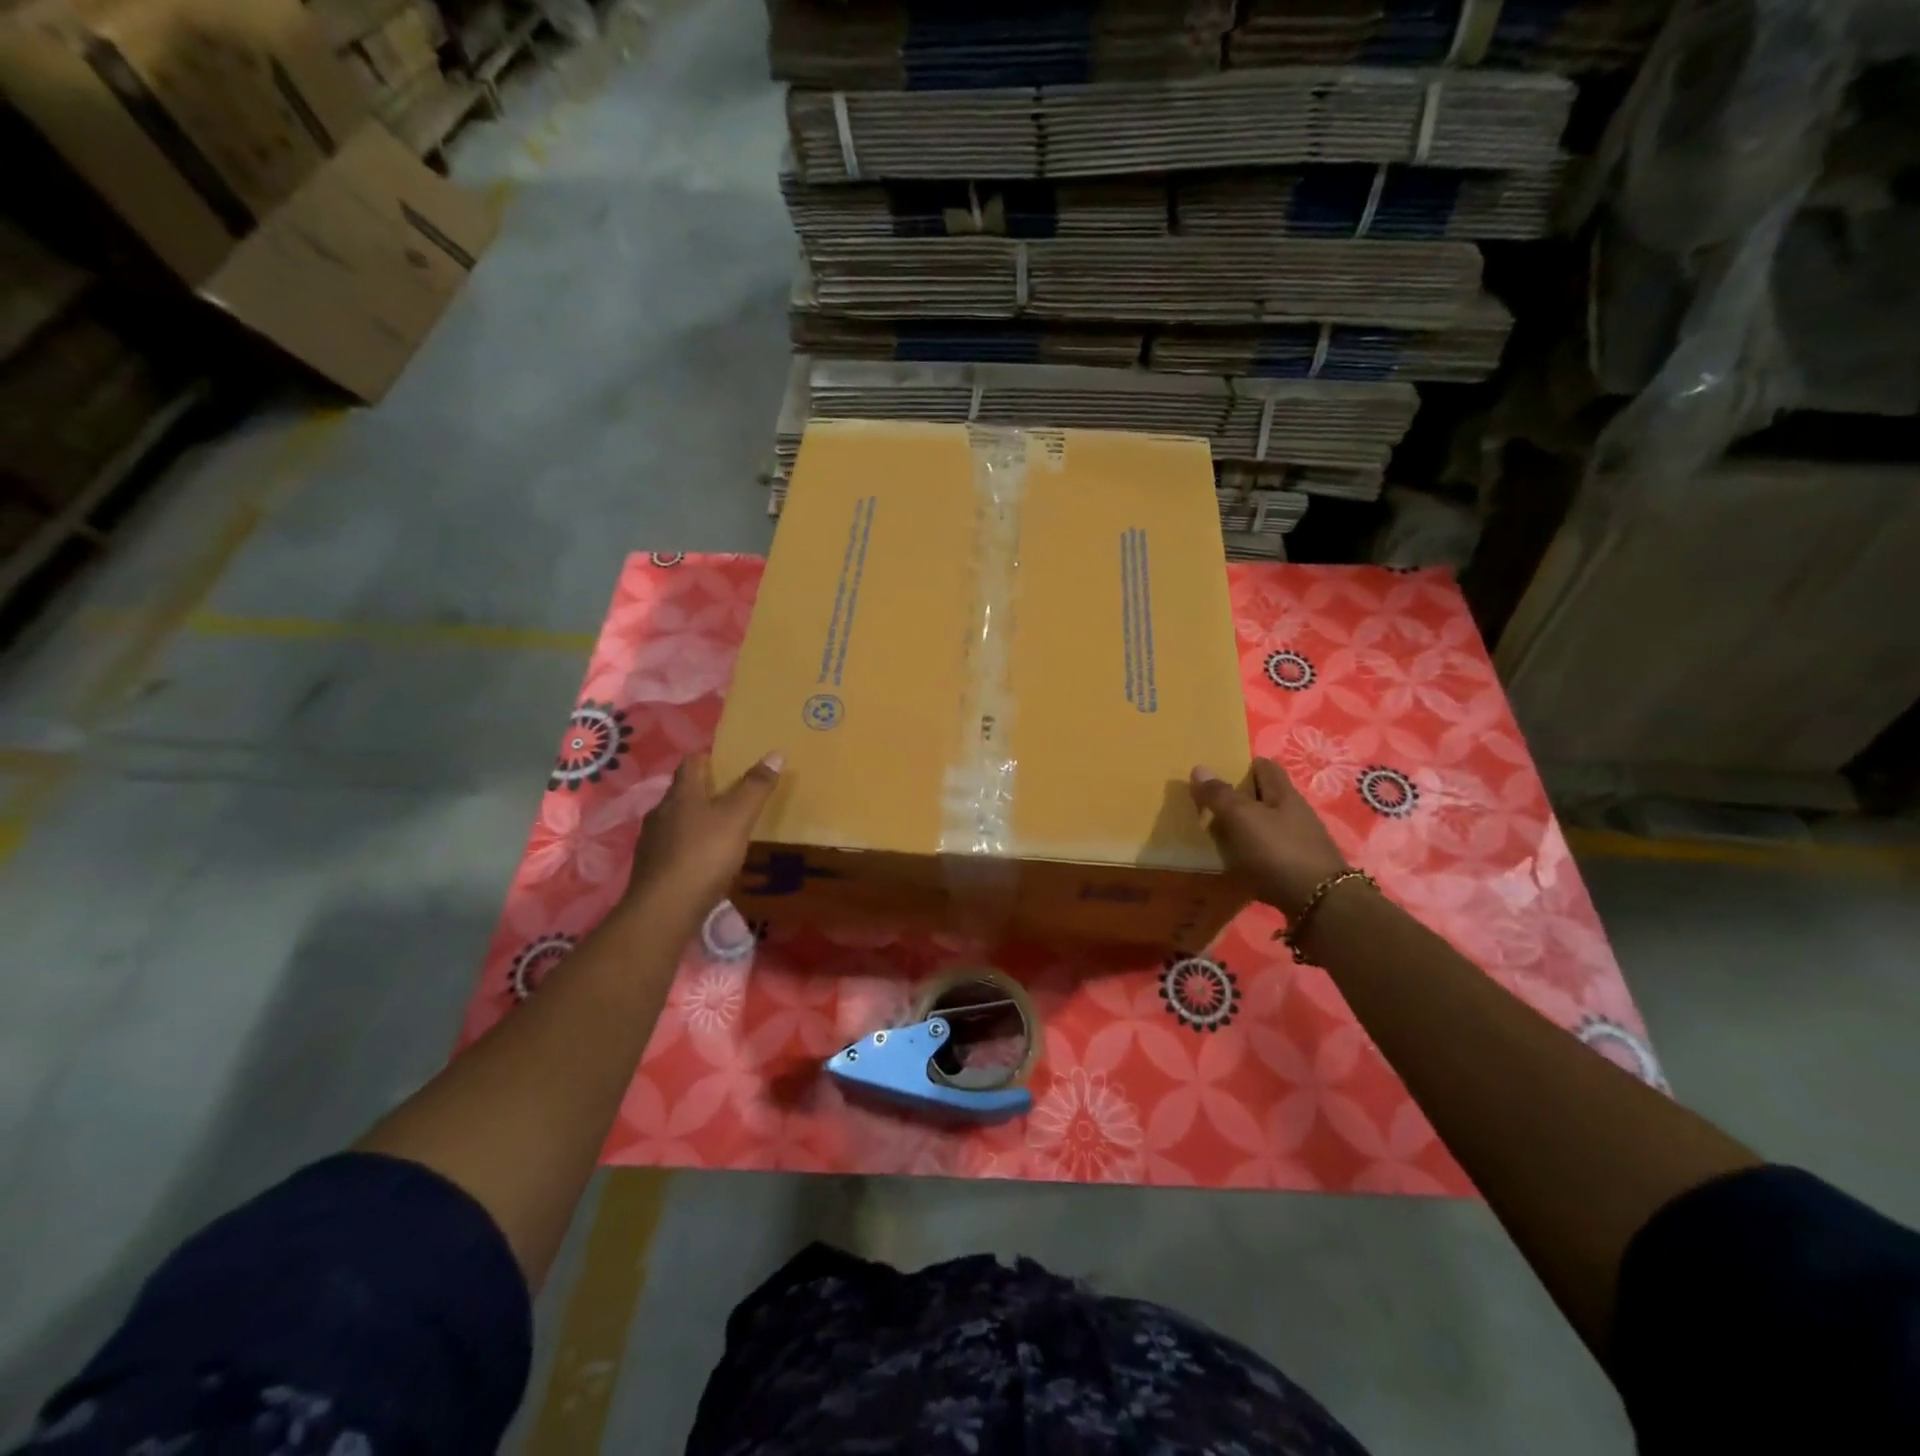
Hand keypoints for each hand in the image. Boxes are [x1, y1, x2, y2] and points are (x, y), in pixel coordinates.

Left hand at [625, 751, 782, 919]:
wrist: (664, 910)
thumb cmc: (703, 855)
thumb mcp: (738, 818)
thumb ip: (756, 787)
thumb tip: (775, 753)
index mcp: (681, 794)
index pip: (691, 763)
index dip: (709, 758)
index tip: (728, 761)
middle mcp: (661, 812)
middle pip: (683, 792)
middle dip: (704, 791)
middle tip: (732, 796)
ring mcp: (652, 841)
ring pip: (676, 820)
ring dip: (696, 820)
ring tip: (721, 829)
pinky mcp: (651, 868)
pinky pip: (673, 848)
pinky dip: (689, 847)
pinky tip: (704, 861)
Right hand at [1190, 758, 1350, 917]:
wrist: (1321, 906)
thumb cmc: (1279, 852)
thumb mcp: (1243, 818)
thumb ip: (1220, 795)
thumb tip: (1199, 768)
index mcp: (1284, 795)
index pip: (1265, 767)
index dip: (1243, 765)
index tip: (1219, 773)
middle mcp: (1296, 814)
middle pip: (1266, 797)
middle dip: (1241, 798)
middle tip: (1209, 805)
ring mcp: (1300, 843)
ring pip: (1267, 826)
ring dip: (1245, 828)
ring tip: (1216, 836)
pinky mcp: (1299, 870)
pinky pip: (1269, 854)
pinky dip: (1252, 855)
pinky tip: (1236, 864)